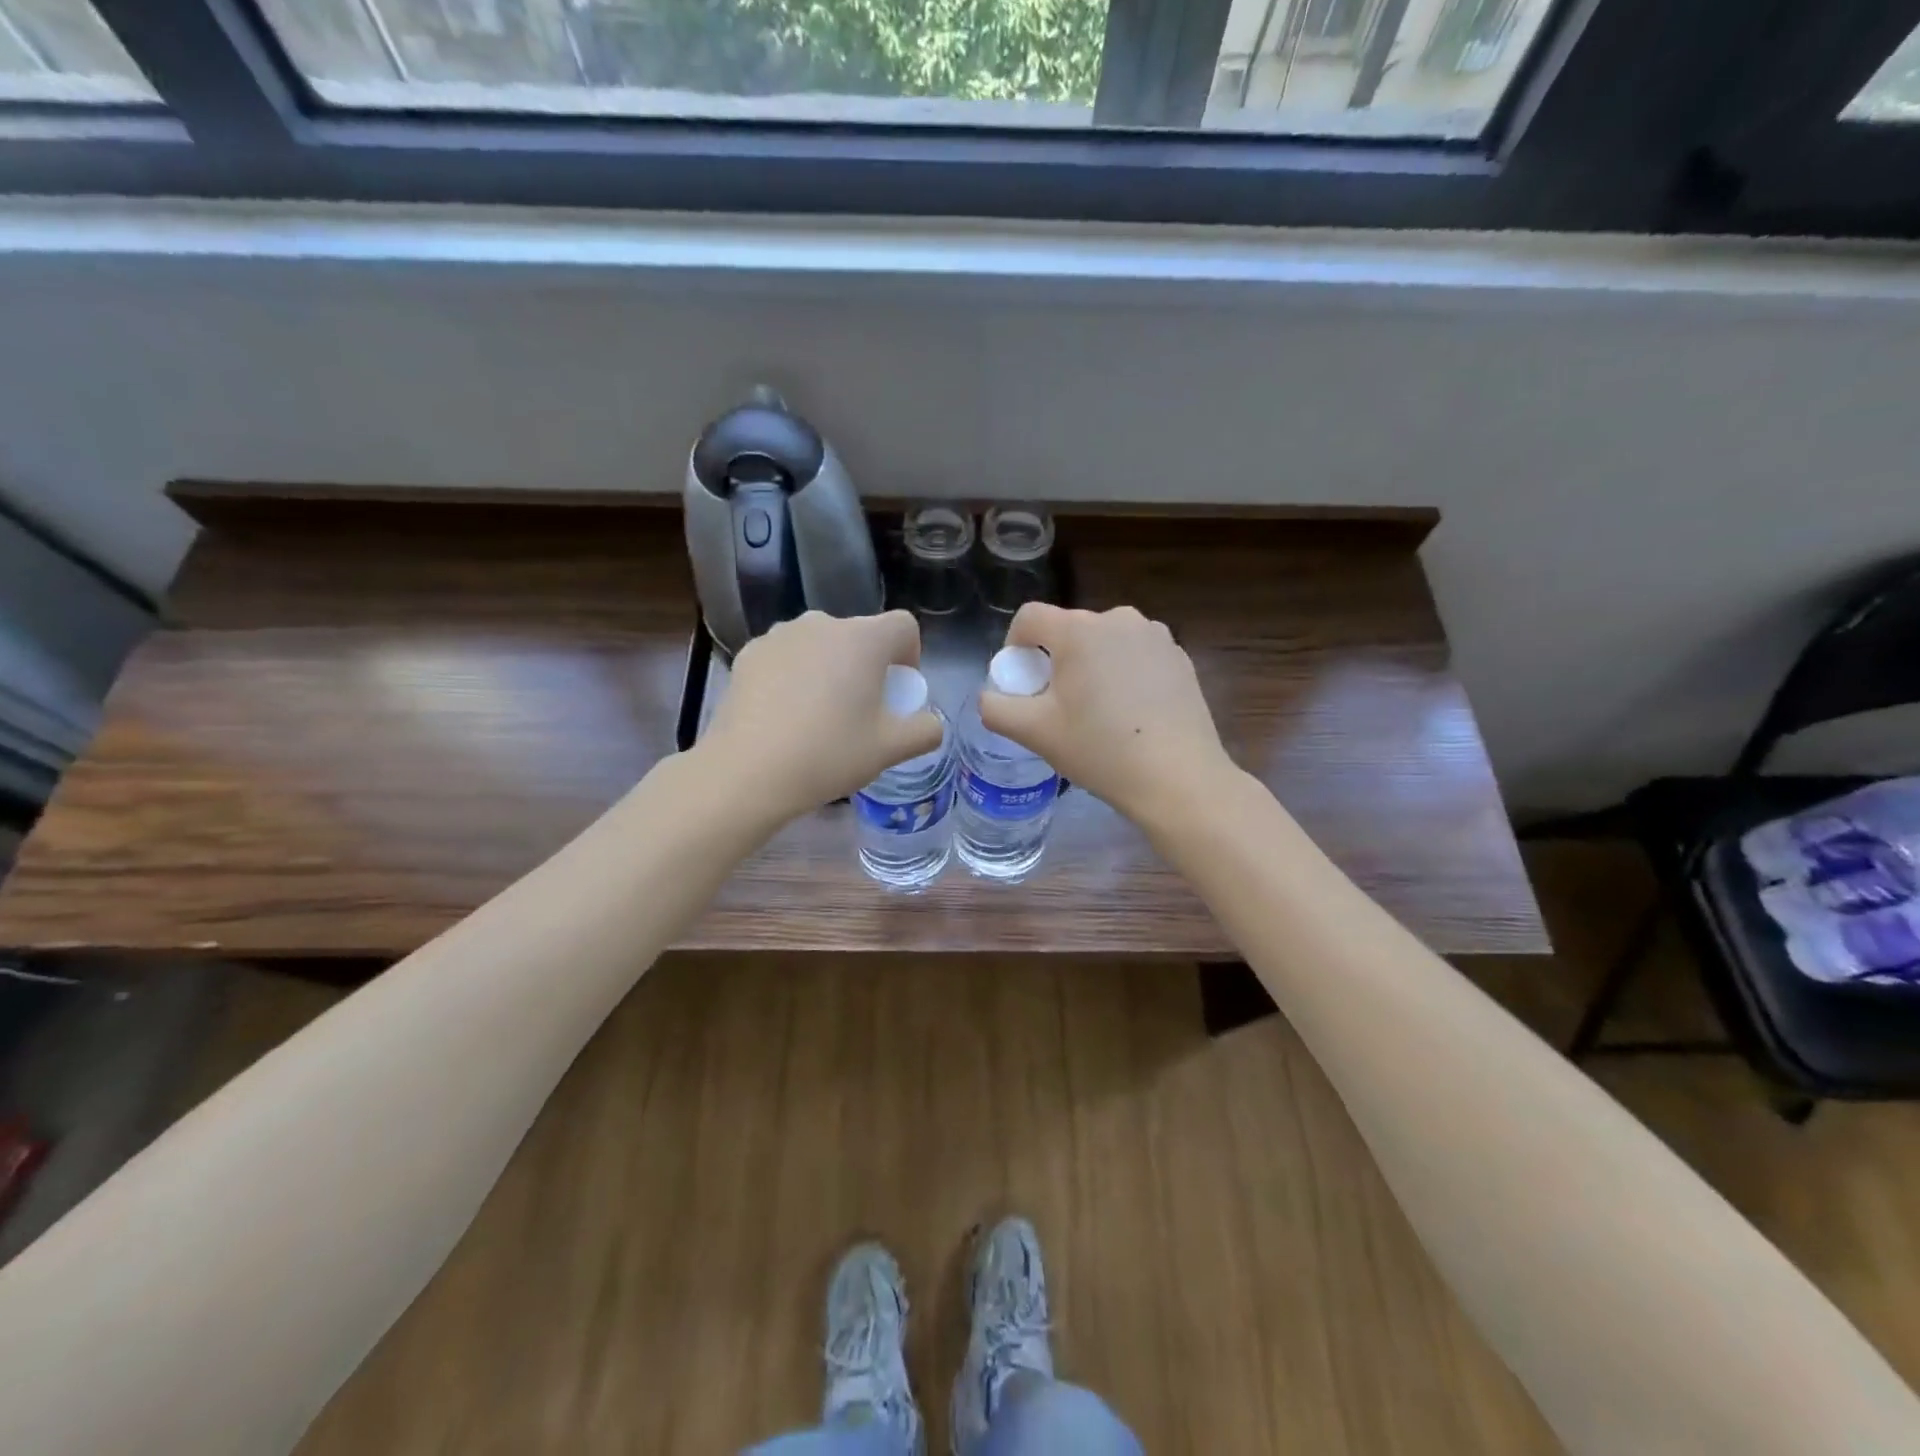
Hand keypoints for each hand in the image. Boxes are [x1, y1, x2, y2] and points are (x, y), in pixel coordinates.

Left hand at [702, 610, 943, 823]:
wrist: (748, 771)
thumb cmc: (830, 754)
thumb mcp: (891, 749)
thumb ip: (925, 730)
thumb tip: (930, 723)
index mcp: (864, 639)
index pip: (903, 626)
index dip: (909, 656)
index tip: (897, 692)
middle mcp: (823, 623)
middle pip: (860, 635)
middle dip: (868, 665)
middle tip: (860, 710)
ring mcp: (781, 635)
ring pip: (821, 644)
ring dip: (830, 667)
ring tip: (818, 713)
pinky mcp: (750, 653)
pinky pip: (787, 656)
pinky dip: (794, 675)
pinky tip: (784, 714)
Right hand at [980, 603, 1237, 829]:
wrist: (1177, 777)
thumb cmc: (1099, 750)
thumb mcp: (1034, 733)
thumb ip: (996, 708)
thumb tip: (990, 697)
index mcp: (1078, 630)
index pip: (1029, 616)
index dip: (1014, 644)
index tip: (1021, 681)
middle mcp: (1118, 619)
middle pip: (1069, 630)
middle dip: (1055, 659)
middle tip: (1057, 705)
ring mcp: (1155, 636)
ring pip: (1105, 642)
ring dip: (1092, 665)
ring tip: (1097, 711)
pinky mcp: (1180, 657)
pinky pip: (1137, 655)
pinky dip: (1125, 674)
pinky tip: (1132, 714)